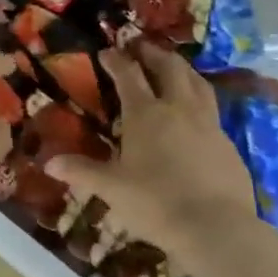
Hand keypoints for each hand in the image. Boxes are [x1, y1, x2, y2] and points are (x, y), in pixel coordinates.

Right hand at [45, 42, 258, 260]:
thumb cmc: (155, 203)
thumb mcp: (112, 188)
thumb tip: (49, 162)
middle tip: (141, 48)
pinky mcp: (228, 143)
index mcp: (145, 113)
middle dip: (153, 54)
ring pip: (197, 82)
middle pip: (168, 67)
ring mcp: (208, 123)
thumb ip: (82, 171)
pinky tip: (196, 113)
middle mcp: (178, 108)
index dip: (116, 60)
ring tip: (172, 67)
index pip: (128, 75)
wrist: (216, 228)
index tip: (106, 51)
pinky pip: (212, 109)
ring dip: (181, 69)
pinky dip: (200, 99)